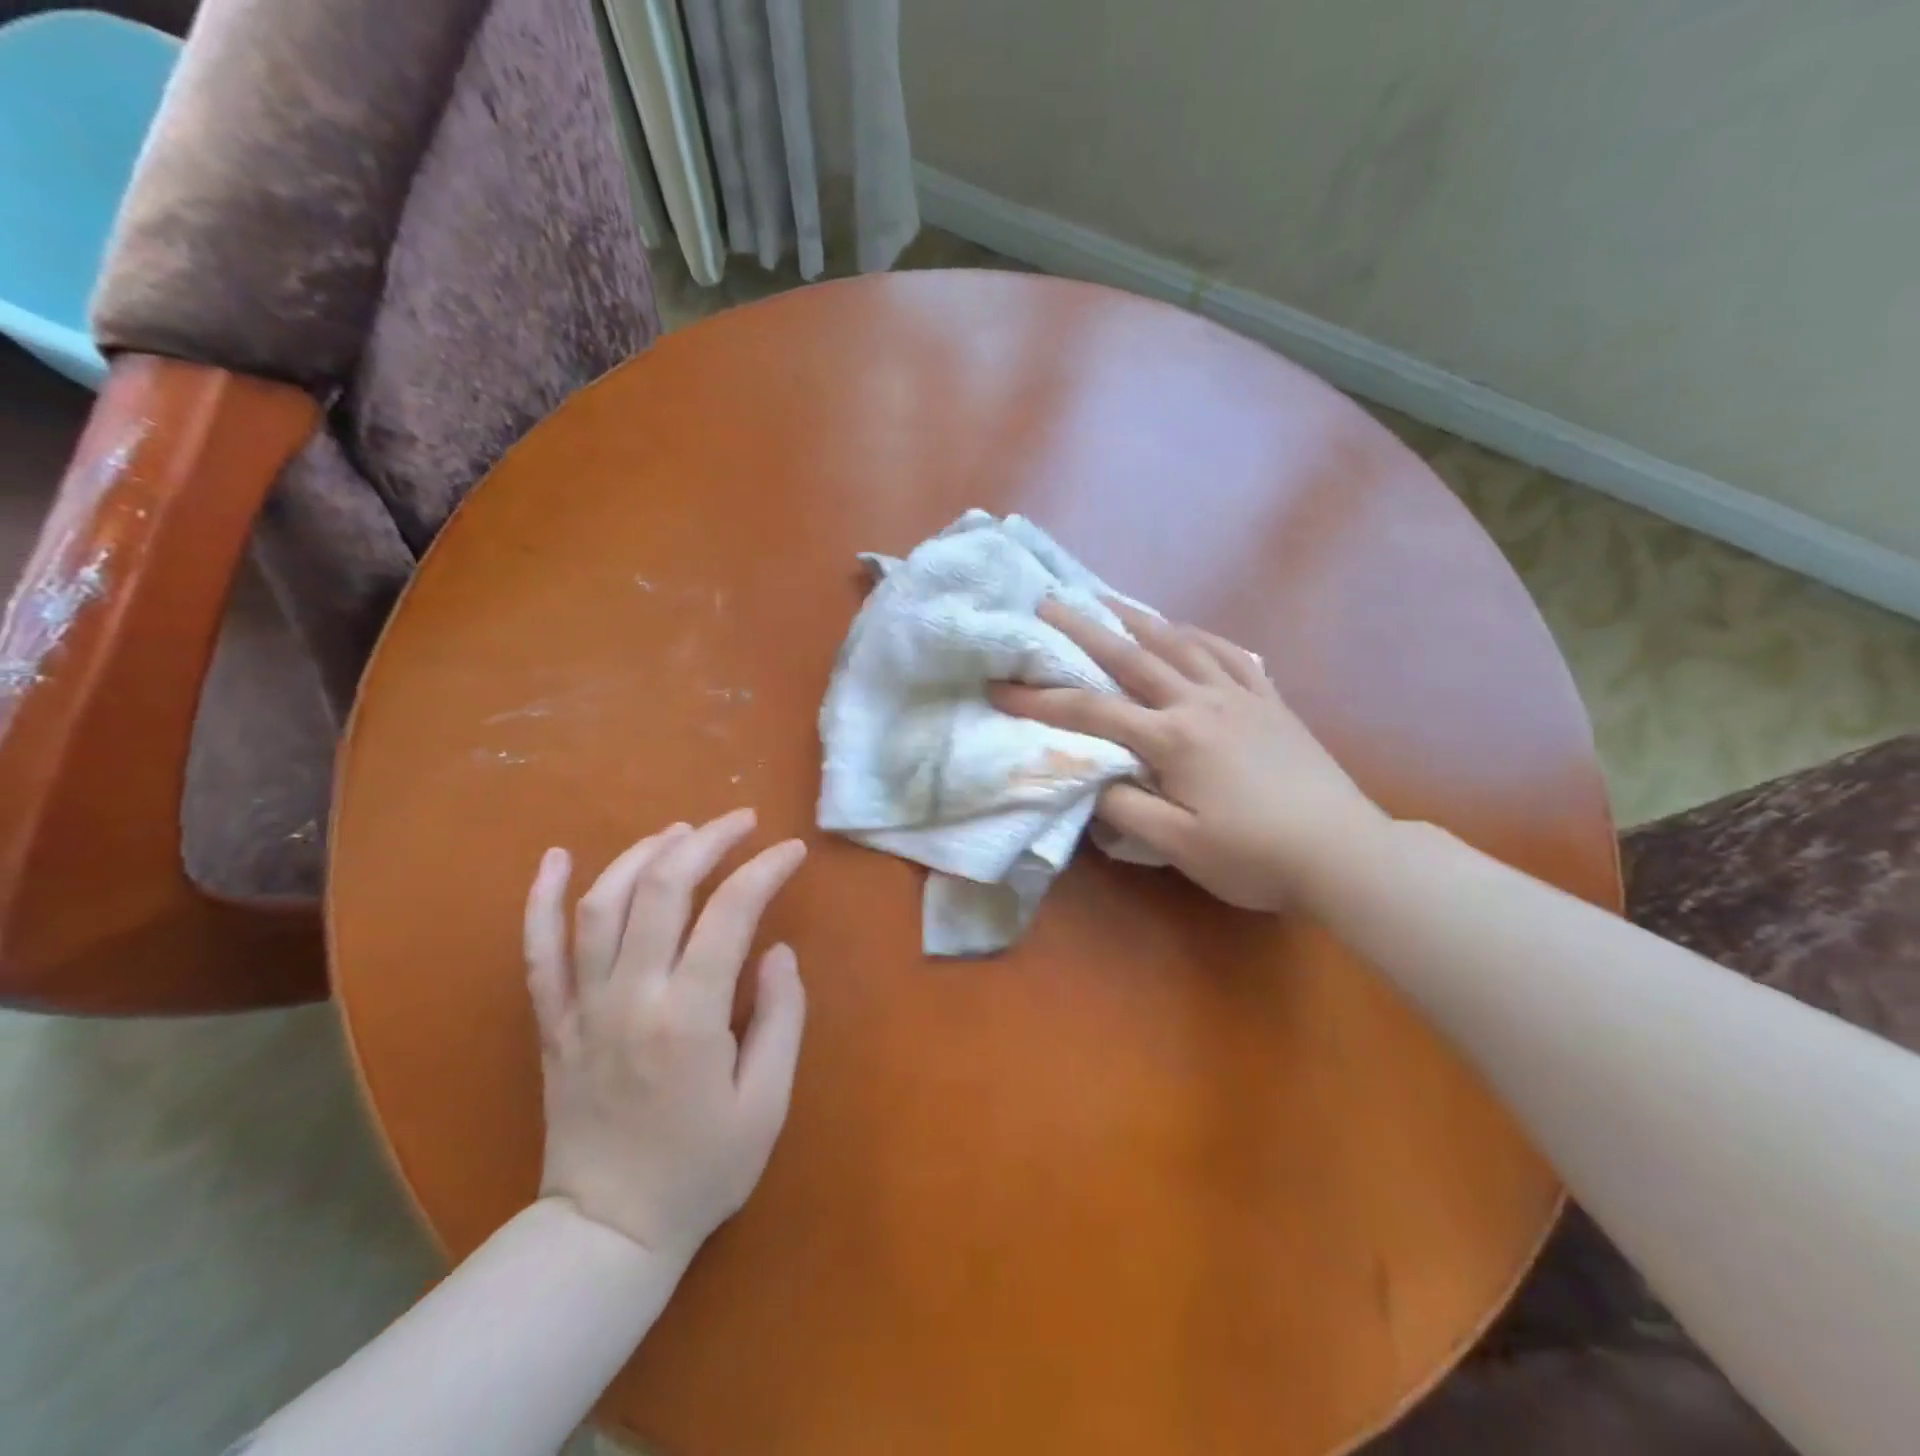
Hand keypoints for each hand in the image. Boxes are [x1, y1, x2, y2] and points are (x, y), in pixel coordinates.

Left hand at [522, 809, 807, 1263]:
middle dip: (707, 841)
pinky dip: (540, 899)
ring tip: (680, 831)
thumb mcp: (766, 1104)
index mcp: (688, 1017)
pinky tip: (555, 857)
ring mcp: (581, 1006)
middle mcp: (630, 996)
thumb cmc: (701, 1170)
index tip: (791, 851)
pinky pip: (535, 950)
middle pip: (662, 889)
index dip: (765, 870)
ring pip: (601, 904)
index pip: (730, 914)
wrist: (607, 1231)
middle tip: (742, 821)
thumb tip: (778, 953)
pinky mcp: (552, 1022)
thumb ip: (780, 1019)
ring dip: (642, 853)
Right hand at [993, 601, 1386, 912]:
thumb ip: (1127, 808)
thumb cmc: (1255, 855)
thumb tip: (1092, 779)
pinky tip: (1187, 631)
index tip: (1001, 687)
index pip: (1092, 712)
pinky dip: (1201, 637)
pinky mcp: (1271, 702)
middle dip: (1084, 630)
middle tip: (1049, 603)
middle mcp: (1201, 702)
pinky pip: (1231, 655)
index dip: (1041, 700)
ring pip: (1181, 644)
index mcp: (1173, 738)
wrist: (1343, 852)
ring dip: (1140, 619)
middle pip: (1132, 657)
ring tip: (1110, 600)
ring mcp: (1241, 696)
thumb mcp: (1178, 846)